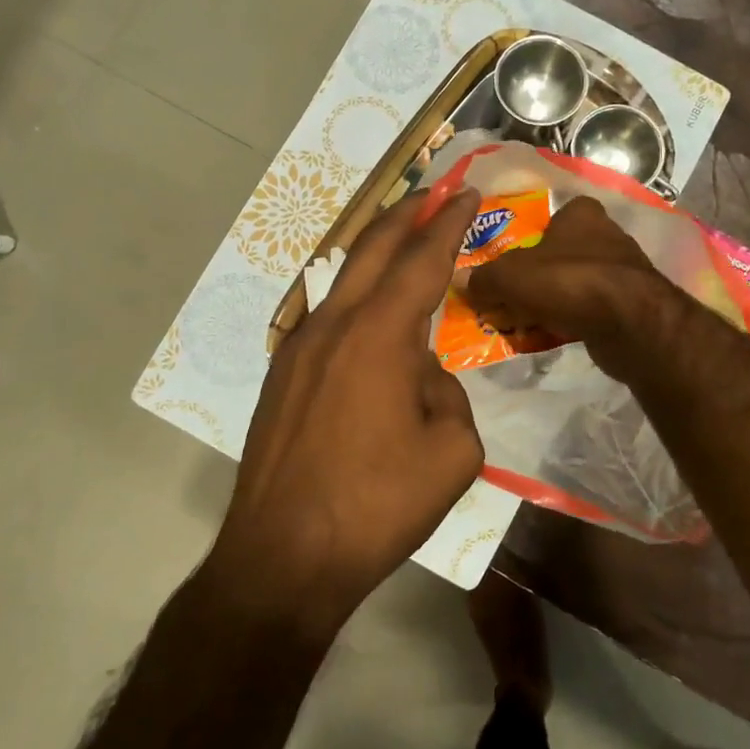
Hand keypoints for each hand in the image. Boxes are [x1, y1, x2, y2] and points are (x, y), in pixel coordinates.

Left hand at [210, 189, 485, 633]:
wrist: (283, 556)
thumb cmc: (376, 505)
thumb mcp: (452, 453)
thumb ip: (448, 395)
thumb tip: (423, 377)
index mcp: (380, 335)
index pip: (423, 260)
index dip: (450, 224)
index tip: (469, 195)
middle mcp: (334, 325)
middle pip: (371, 248)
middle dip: (406, 213)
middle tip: (434, 192)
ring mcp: (298, 348)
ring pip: (340, 276)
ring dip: (373, 247)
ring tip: (401, 233)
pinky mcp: (281, 375)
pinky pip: (324, 312)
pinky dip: (351, 290)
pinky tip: (365, 304)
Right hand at [467, 196, 673, 372]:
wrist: (631, 323)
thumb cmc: (568, 281)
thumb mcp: (511, 277)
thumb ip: (485, 279)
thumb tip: (463, 283)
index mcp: (581, 214)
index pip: (550, 218)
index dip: (527, 241)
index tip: (509, 266)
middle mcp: (605, 235)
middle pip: (557, 256)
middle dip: (533, 279)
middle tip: (506, 300)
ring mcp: (621, 271)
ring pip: (572, 285)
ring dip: (549, 303)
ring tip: (522, 323)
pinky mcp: (630, 304)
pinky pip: (587, 310)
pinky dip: (568, 321)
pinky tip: (549, 337)